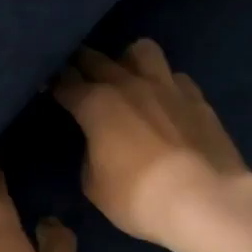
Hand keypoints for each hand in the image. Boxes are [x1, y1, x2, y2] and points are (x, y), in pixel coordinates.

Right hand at [52, 41, 251, 251]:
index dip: (53, 84)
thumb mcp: (94, 185)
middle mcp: (128, 84)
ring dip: (128, 60)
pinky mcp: (197, 98)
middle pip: (96, 58)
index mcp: (96, 103)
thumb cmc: (138, 197)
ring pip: (142, 50)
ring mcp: (166, 86)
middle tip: (77, 77)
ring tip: (127, 78)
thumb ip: (89, 155)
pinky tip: (164, 101)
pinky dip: (164, 84)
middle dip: (81, 64)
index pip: (65, 83)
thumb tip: (96, 143)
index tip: (47, 88)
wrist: (205, 200)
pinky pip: (175, 77)